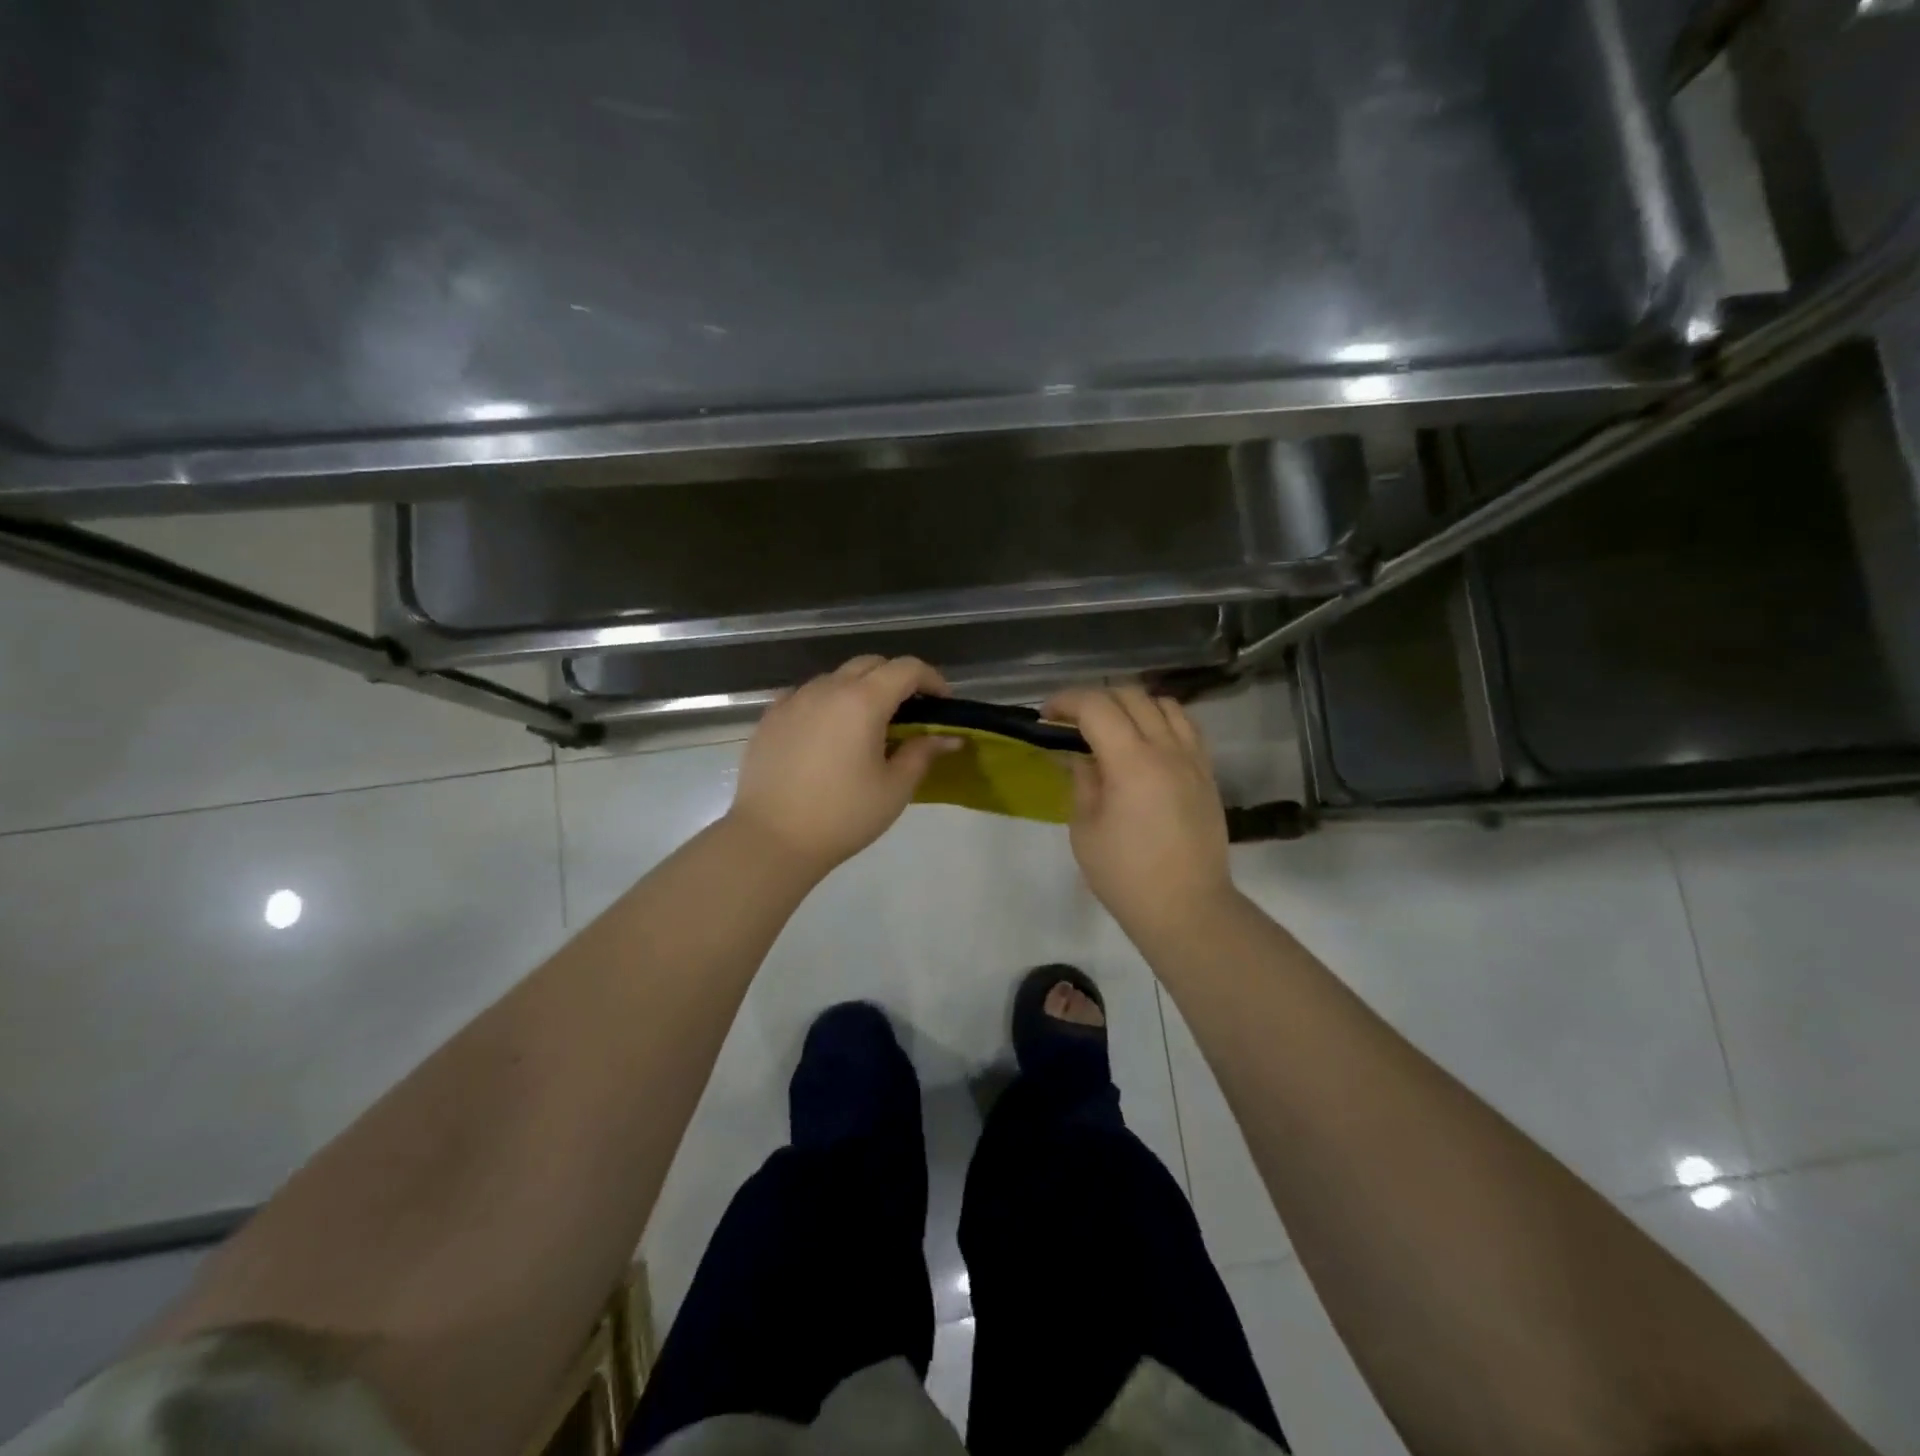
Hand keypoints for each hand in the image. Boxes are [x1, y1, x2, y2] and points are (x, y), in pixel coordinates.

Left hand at [728, 655, 958, 879]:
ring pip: (836, 678)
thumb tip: (948, 737)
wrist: (771, 839)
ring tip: (866, 726)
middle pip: (870, 665)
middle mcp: (827, 689)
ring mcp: (794, 700)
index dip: (932, 679)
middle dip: (896, 679)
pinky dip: (826, 703)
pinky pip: (806, 695)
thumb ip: (922, 754)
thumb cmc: (843, 815)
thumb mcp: (894, 789)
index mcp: (863, 701)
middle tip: (909, 714)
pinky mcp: (770, 718)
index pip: (906, 669)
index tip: (942, 704)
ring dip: (859, 690)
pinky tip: (827, 733)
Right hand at [1043, 685, 1234, 936]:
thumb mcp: (1086, 829)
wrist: (1187, 908)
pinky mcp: (1207, 773)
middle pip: (1130, 696)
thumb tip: (1077, 754)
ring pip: (1163, 704)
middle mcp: (1167, 749)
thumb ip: (1082, 781)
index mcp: (1132, 762)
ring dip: (1131, 705)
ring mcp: (1193, 759)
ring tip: (1112, 728)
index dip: (1066, 701)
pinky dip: (1161, 720)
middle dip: (1094, 699)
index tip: (1046, 715)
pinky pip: (1186, 727)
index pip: (1096, 707)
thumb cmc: (1125, 876)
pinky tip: (1146, 742)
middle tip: (1071, 721)